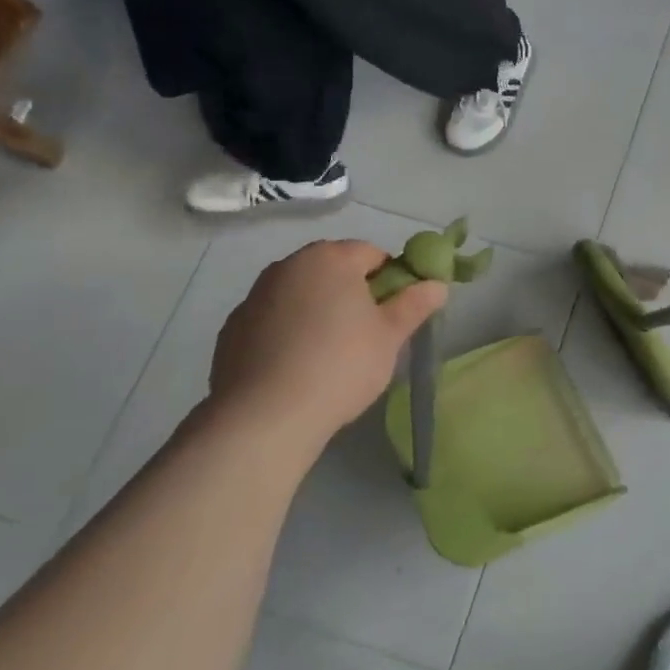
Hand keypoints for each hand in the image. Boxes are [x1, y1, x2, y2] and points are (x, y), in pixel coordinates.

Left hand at [208, 239, 446, 445]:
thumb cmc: (341, 365)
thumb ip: (415, 304)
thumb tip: (437, 285)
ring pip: (301, 294)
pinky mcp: (232, 329)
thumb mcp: (391, 336)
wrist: (265, 416)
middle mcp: (288, 266)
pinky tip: (298, 367)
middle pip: (333, 270)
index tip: (396, 312)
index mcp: (330, 258)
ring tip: (331, 354)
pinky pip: (273, 320)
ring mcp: (254, 296)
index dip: (391, 279)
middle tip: (368, 333)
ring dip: (318, 311)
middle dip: (353, 293)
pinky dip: (288, 333)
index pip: (372, 253)